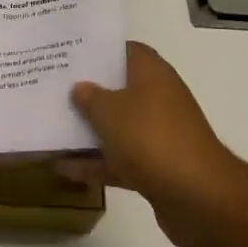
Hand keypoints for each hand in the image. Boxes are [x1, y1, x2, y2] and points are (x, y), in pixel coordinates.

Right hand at [66, 42, 247, 246]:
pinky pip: (119, 159)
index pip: (126, 51)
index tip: (69, 55)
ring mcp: (158, 135)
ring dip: (89, 131)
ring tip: (51, 128)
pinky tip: (62, 169)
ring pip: (117, 127)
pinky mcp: (155, 167)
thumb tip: (80, 87)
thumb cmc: (151, 138)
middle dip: (88, 92)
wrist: (196, 195)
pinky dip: (95, 164)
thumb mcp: (110, 111)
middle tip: (52, 90)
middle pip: (119, 89)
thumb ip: (90, 97)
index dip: (99, 51)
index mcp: (153, 74)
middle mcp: (158, 99)